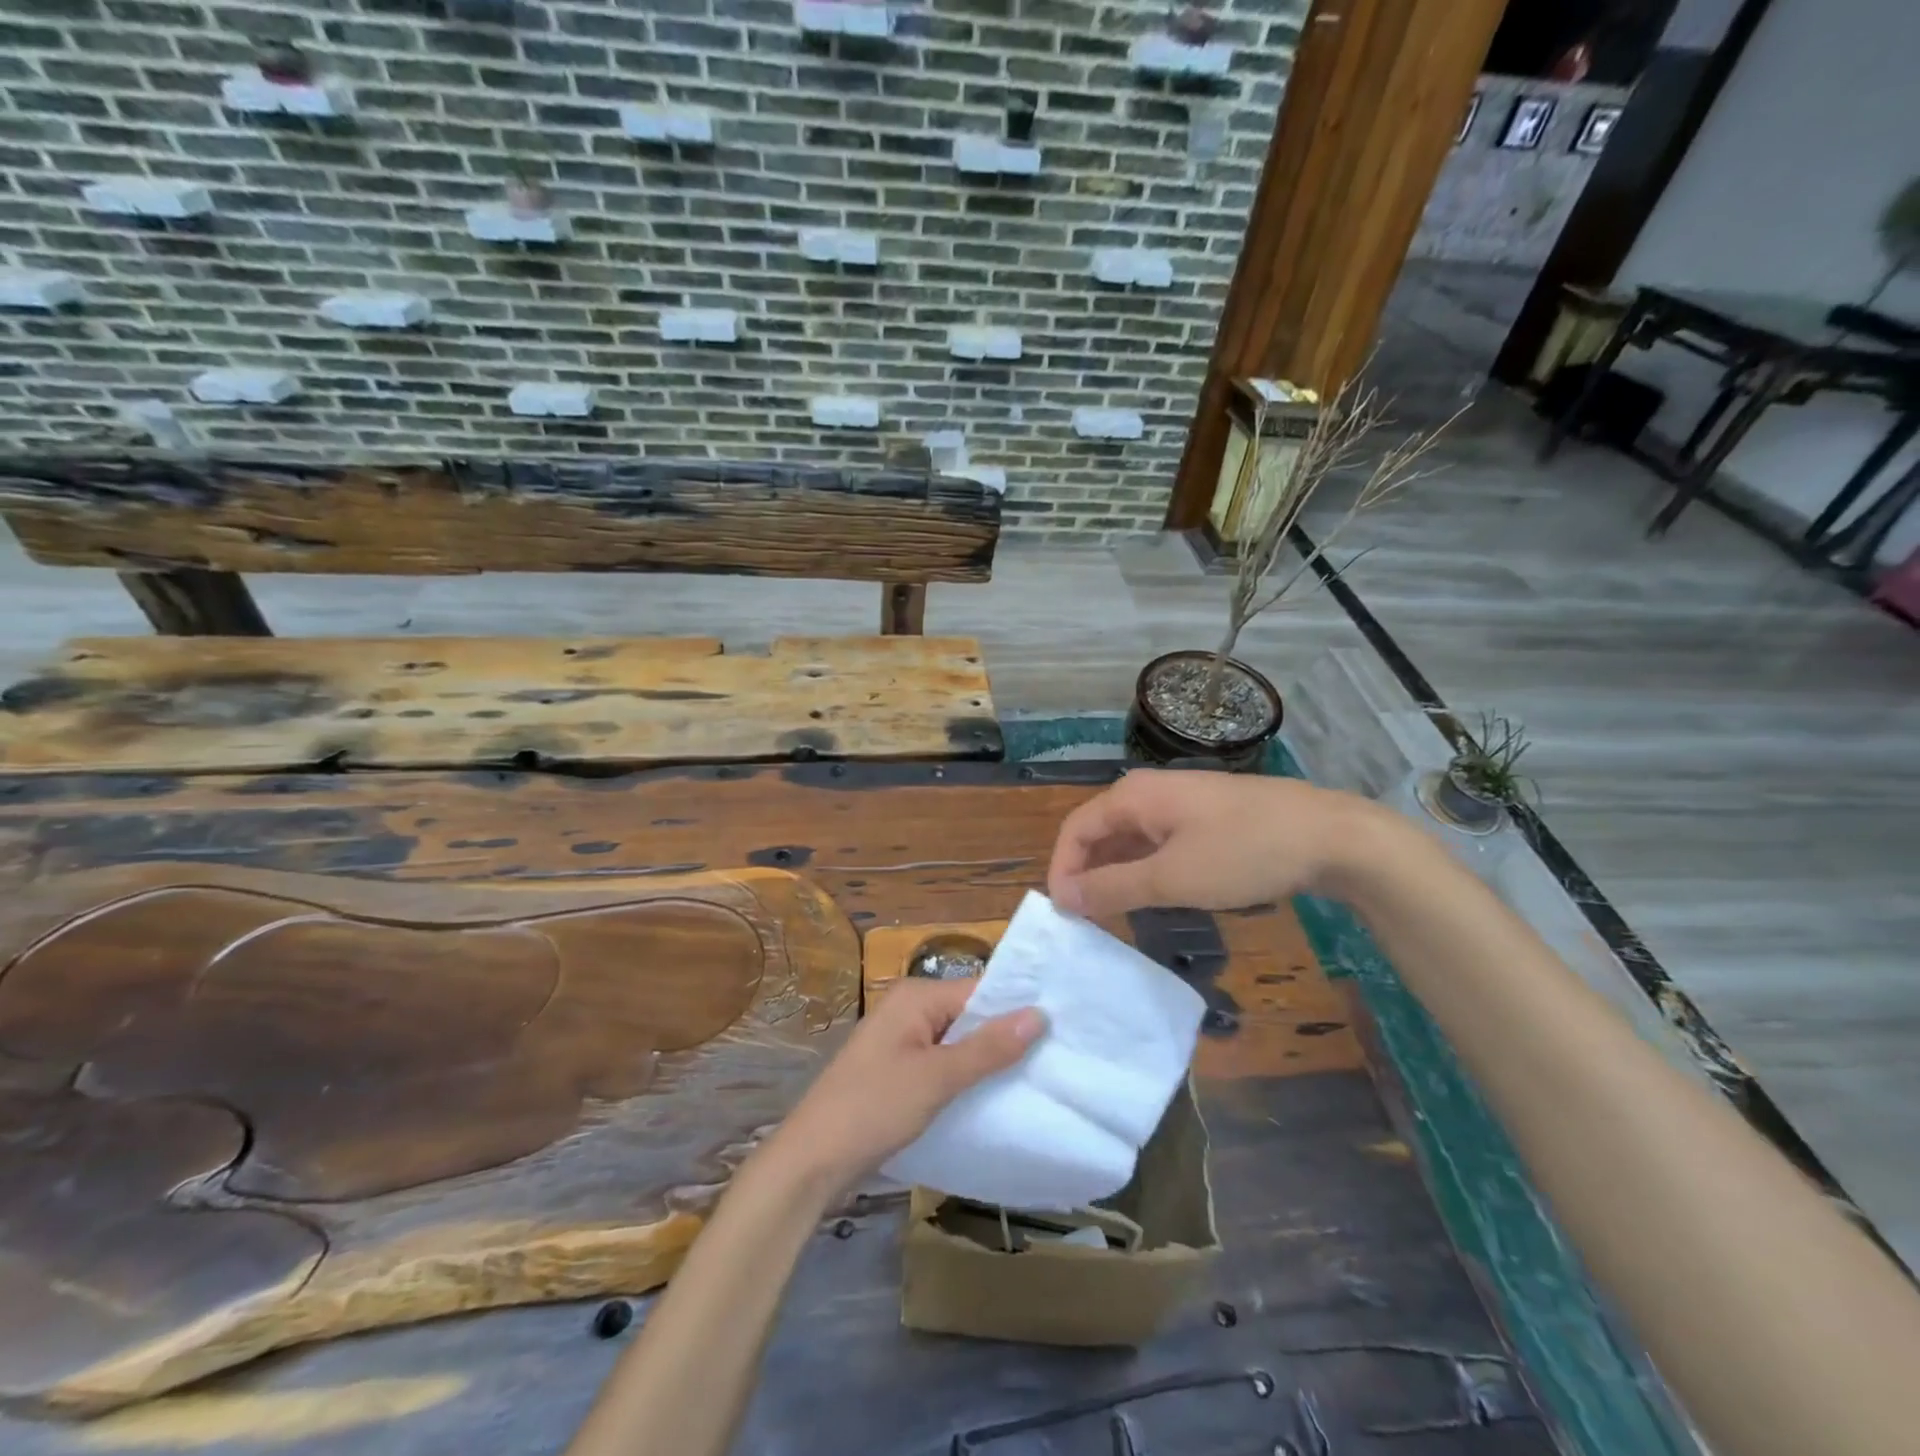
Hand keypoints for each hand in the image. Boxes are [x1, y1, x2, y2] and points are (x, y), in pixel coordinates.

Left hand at [769, 978, 1044, 1189]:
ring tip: (1037, 1077)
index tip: (1062, 1027)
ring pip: (957, 1042)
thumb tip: (1039, 1014)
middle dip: (1005, 1036)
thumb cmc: (874, 1108)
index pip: (980, 990)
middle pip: (969, 1015)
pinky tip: (994, 1097)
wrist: (811, 1161)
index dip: (1017, 1008)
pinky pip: (941, 1064)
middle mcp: (908, 1009)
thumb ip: (988, 1047)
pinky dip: (965, 1077)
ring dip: (986, 1060)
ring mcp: (901, 1041)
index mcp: (916, 997)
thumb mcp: (937, 1078)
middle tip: (1057, 1056)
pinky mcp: (897, 1072)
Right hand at [1047, 768, 1376, 918]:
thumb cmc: (1244, 853)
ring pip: (1130, 840)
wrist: (1331, 836)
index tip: (1064, 915)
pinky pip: (1158, 843)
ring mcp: (1181, 804)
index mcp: (1133, 797)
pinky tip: (1154, 896)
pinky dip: (1146, 870)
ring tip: (1114, 916)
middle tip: (1086, 921)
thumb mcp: (1172, 878)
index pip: (1075, 830)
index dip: (1062, 870)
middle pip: (1100, 832)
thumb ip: (1112, 888)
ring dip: (1116, 875)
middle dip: (1087, 874)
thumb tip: (1062, 896)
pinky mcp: (1206, 818)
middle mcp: (1149, 793)